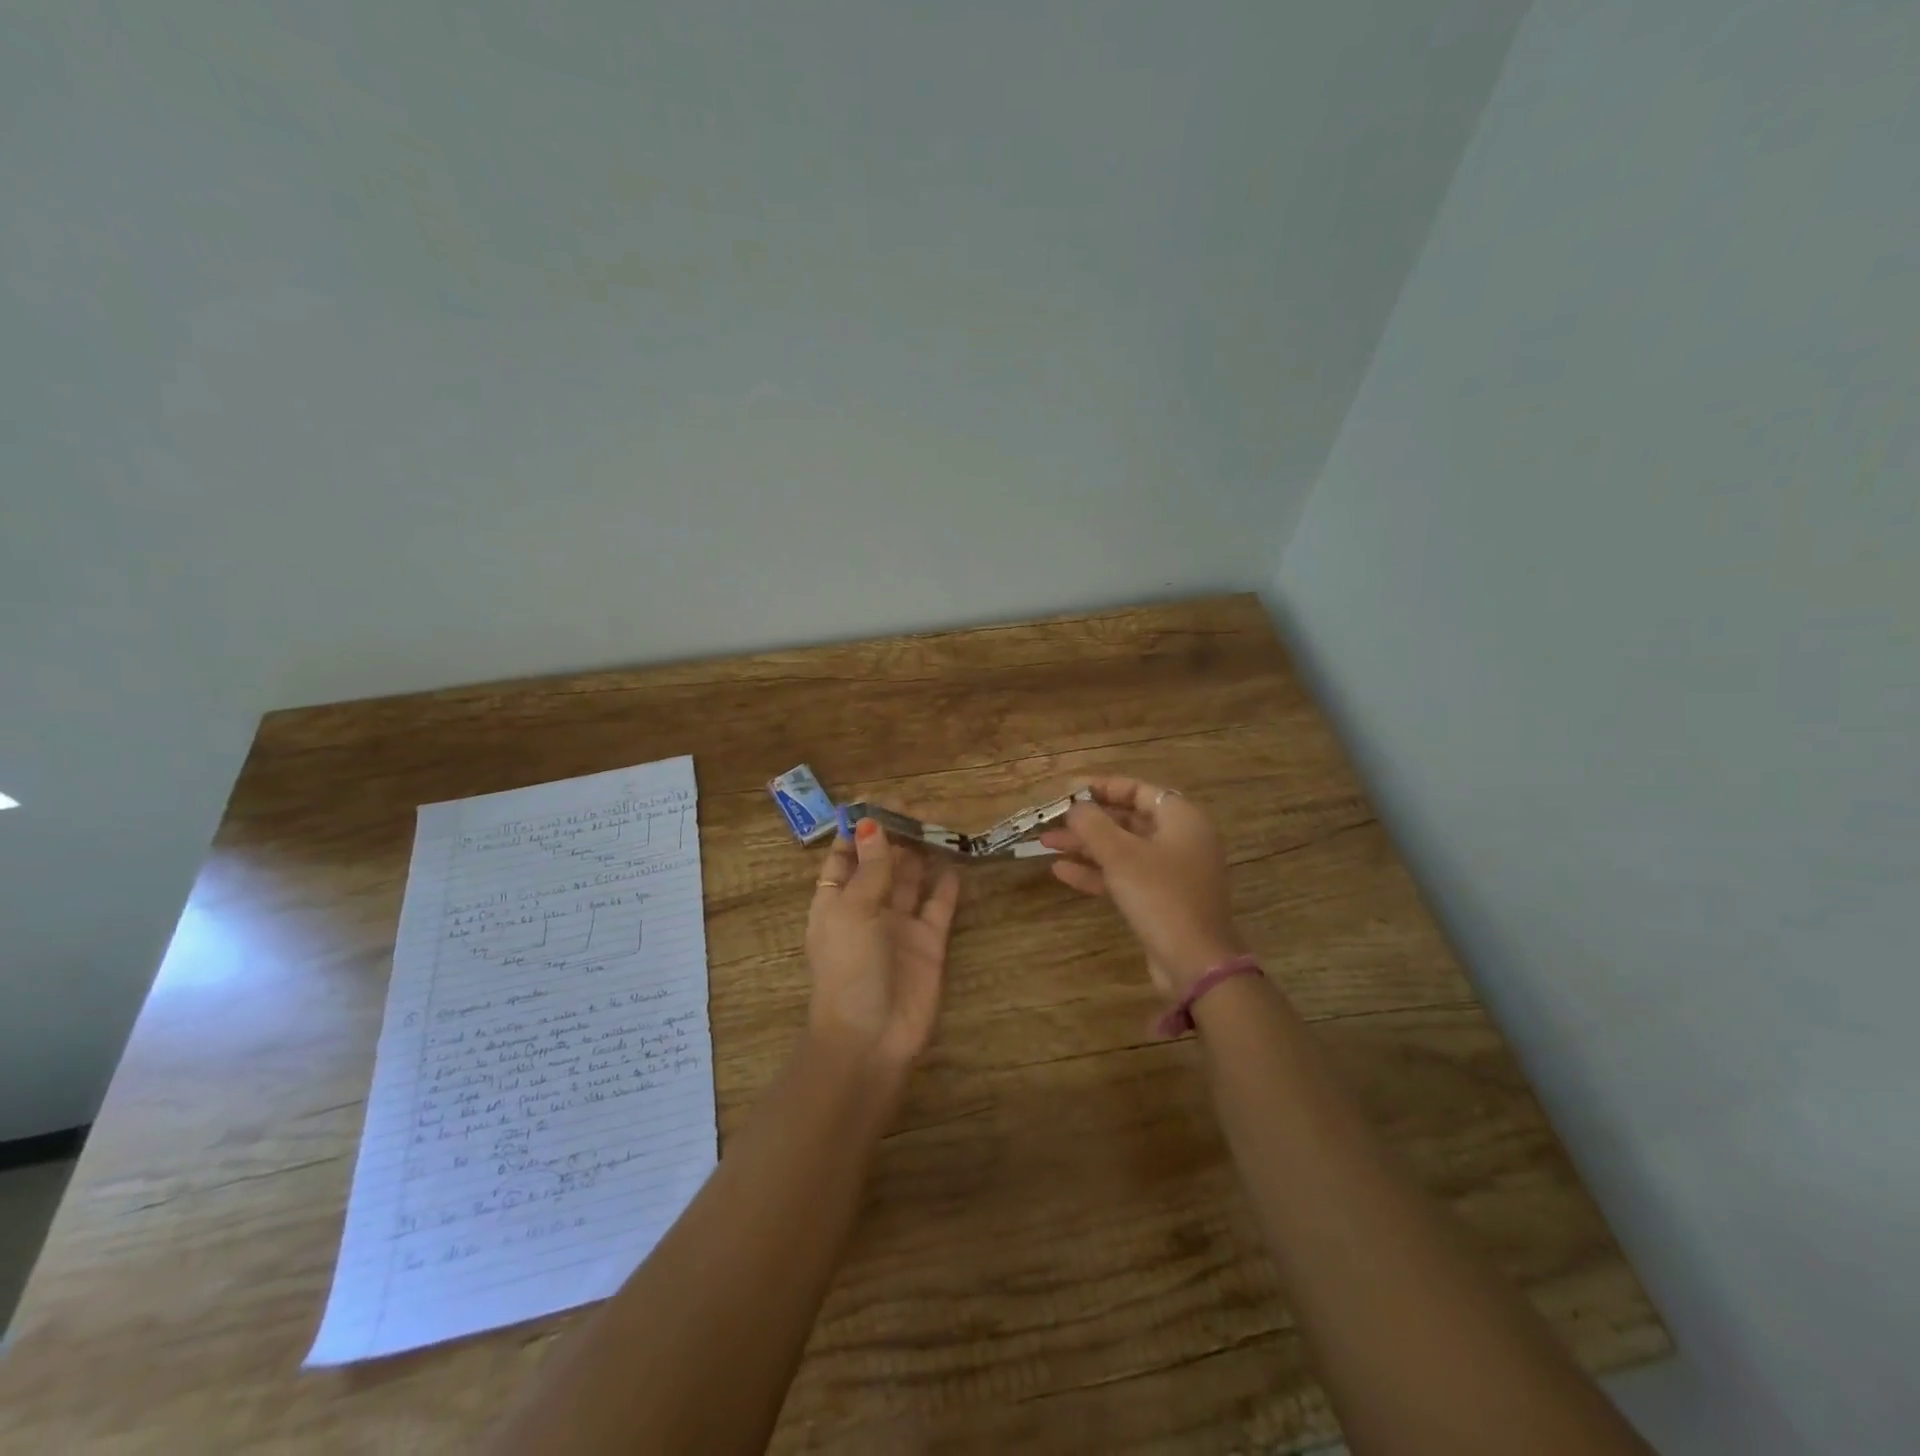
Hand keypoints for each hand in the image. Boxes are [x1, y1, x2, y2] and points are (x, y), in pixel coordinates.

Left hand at [805, 818, 961, 1070]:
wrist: (872, 1037)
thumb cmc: (849, 968)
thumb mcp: (852, 910)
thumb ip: (871, 868)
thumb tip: (872, 824)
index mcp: (836, 901)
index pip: (843, 857)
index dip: (857, 830)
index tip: (875, 801)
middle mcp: (868, 909)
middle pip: (882, 863)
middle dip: (895, 836)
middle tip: (915, 807)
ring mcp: (900, 926)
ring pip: (911, 879)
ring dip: (921, 853)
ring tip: (937, 823)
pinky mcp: (929, 942)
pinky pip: (939, 906)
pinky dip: (946, 884)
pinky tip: (955, 859)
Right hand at [1039, 776, 1246, 1001]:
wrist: (1194, 962)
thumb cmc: (1160, 896)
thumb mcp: (1121, 855)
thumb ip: (1094, 825)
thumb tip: (1075, 806)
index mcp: (1181, 819)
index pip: (1138, 790)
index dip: (1101, 787)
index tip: (1067, 792)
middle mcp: (1180, 840)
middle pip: (1128, 819)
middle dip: (1087, 821)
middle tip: (1052, 820)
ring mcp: (1171, 872)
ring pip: (1122, 849)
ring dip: (1085, 846)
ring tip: (1046, 844)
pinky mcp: (1161, 899)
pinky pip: (1125, 876)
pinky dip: (1096, 872)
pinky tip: (1061, 872)